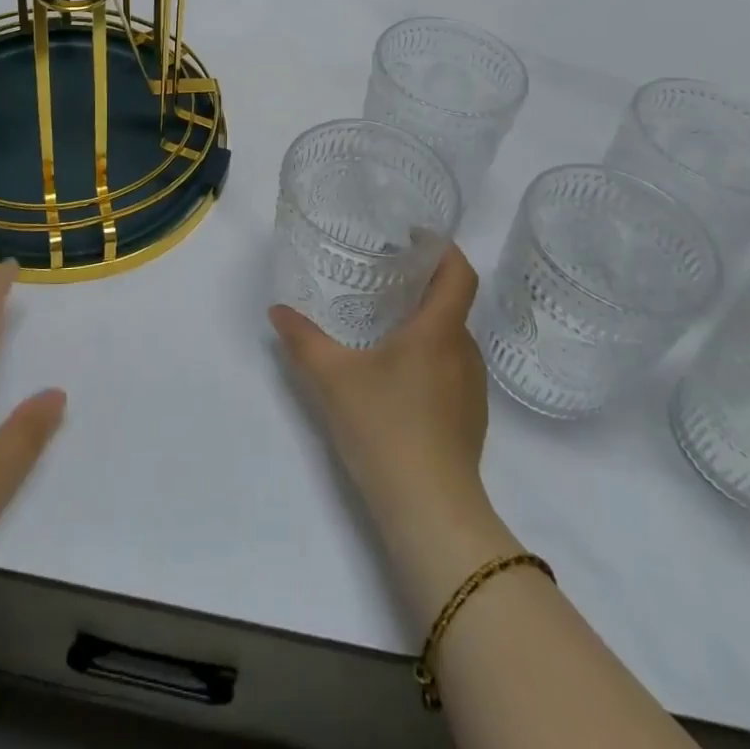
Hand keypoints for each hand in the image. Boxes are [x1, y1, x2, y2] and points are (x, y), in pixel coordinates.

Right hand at [270, 244, 516, 609]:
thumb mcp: (332, 378)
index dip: (443, 248)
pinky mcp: (471, 420)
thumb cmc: (384, 427)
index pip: (459, 273)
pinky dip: (430, 358)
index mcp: (438, 331)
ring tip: (387, 326)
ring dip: (426, 324)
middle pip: (453, 304)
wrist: (430, 512)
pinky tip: (398, 378)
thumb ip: (302, 340)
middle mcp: (463, 352)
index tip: (415, 237)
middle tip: (384, 279)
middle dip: (423, 286)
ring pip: (452, 339)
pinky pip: (453, 370)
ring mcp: (472, 389)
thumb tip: (277, 310)